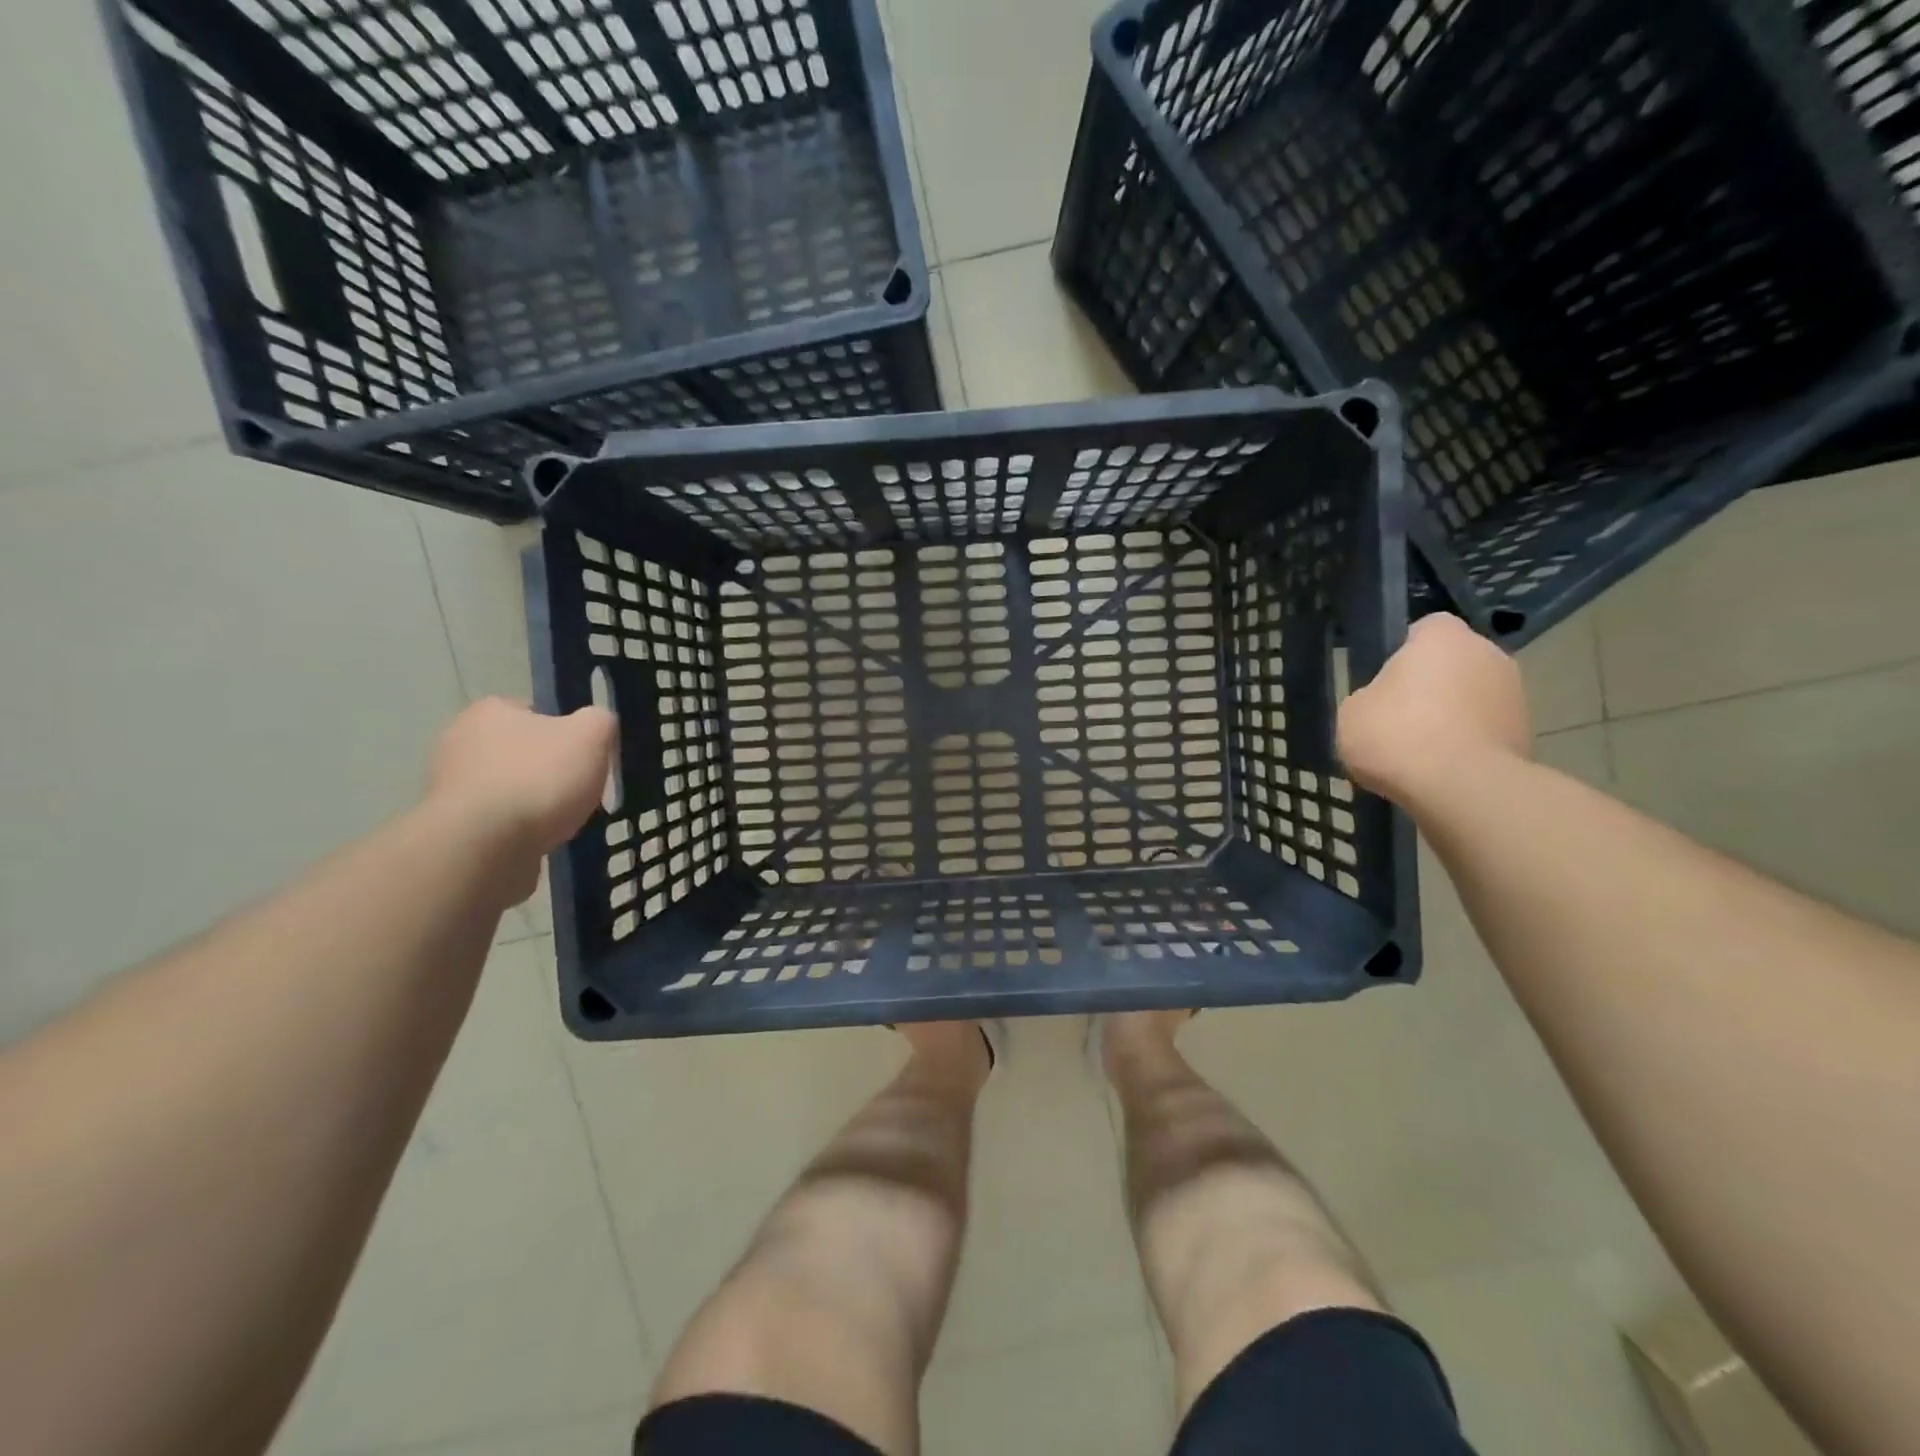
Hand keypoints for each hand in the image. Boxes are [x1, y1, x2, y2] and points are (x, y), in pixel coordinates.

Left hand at [426, 699, 617, 877]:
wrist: (484, 847)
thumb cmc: (539, 778)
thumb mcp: (591, 735)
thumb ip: (600, 721)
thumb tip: (597, 724)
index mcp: (489, 711)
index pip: (535, 712)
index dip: (566, 732)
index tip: (585, 756)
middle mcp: (459, 741)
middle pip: (521, 752)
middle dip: (548, 770)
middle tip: (579, 790)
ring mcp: (449, 787)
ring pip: (509, 789)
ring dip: (533, 803)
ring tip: (562, 822)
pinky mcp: (450, 827)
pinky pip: (496, 822)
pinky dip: (518, 831)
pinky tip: (538, 841)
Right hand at [1337, 614, 1531, 803]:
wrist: (1461, 788)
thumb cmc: (1397, 735)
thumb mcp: (1352, 712)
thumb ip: (1370, 696)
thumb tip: (1385, 702)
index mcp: (1443, 637)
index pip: (1424, 629)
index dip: (1404, 652)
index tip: (1386, 681)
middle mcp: (1488, 653)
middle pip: (1453, 663)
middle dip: (1432, 685)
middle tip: (1399, 718)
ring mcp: (1515, 693)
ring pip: (1472, 697)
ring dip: (1453, 715)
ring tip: (1420, 752)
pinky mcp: (1527, 732)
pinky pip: (1485, 730)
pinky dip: (1467, 743)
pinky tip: (1442, 770)